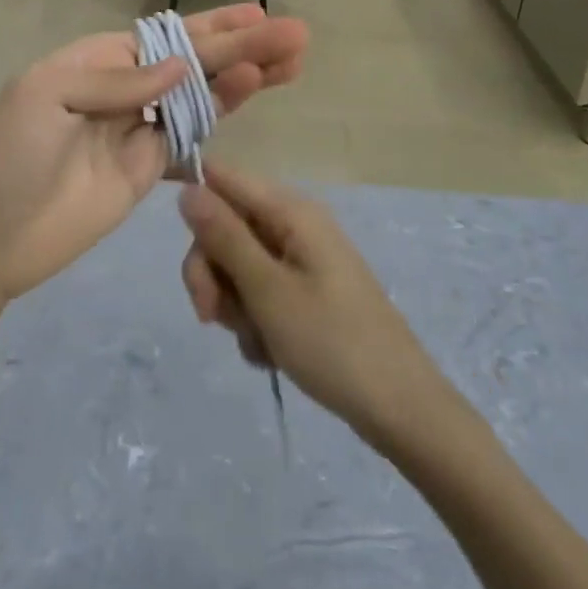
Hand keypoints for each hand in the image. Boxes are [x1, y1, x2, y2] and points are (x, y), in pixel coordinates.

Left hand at [0, 6, 307, 302]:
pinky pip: (191, 133)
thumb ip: (115, 79)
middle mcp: (125, 88)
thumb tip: (178, 66)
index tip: (256, 16)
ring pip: (202, 93)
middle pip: (193, 62)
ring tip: (292, 60)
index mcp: (97, 61)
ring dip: (244, 75)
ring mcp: (140, 129)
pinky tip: (250, 92)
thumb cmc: (12, 153)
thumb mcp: (48, 95)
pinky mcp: (149, 168)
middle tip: (296, 35)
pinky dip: (220, 111)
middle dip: (243, 47)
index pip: (165, 36)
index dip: (211, 26)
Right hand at [179, 162, 448, 448]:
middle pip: (226, 228)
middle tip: (210, 316)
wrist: (400, 409)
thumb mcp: (267, 290)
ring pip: (238, 266)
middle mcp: (295, 226)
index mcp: (290, 211)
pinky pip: (259, 293)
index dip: (196, 207)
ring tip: (255, 339)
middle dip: (211, 272)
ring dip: (233, 304)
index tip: (190, 256)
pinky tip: (269, 352)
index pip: (223, 179)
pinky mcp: (306, 293)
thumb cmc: (332, 342)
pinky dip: (255, 322)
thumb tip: (187, 189)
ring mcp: (301, 261)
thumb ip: (224, 237)